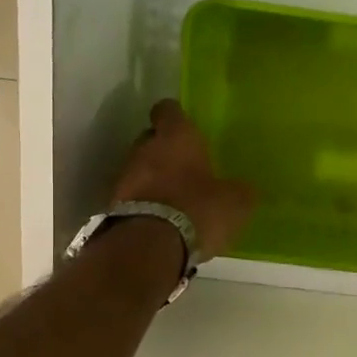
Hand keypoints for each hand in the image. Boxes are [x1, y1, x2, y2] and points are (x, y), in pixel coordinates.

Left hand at [111, 99, 255, 262]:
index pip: (168, 110)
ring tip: (174, 199)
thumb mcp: (235, 202)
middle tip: (185, 168)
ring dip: (153, 179)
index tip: (186, 127)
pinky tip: (161, 220)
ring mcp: (124, 176)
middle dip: (165, 151)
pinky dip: (144, 203)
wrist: (150, 246)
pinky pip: (132, 197)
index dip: (177, 117)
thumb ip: (239, 191)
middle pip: (151, 139)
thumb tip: (244, 190)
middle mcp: (144, 148)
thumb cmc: (198, 209)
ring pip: (140, 168)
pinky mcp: (113, 205)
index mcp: (176, 136)